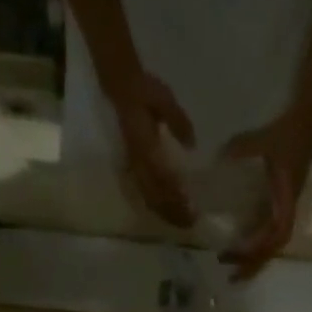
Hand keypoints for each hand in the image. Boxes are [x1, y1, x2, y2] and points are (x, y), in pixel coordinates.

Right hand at [108, 72, 198, 228]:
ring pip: (149, 198)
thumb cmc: (144, 92)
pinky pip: (144, 193)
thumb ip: (178, 122)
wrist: (120, 87)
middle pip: (156, 196)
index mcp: (145, 147)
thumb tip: (192, 145)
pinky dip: (156, 206)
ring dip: (165, 212)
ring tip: (181, 223)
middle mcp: (138, 162)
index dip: (176, 196)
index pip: (162, 179)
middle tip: (190, 223)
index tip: (191, 208)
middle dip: (173, 211)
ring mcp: (134, 167)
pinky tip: (166, 213)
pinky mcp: (133, 168)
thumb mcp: (164, 99)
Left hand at [220, 108, 311, 279]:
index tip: (237, 257)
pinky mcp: (280, 203)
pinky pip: (268, 232)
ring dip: (254, 259)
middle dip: (253, 265)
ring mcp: (284, 207)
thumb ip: (243, 147)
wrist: (310, 118)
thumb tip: (218, 158)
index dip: (258, 249)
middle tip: (230, 277)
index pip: (275, 234)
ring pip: (271, 244)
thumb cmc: (290, 130)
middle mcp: (287, 209)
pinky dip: (255, 244)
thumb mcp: (267, 138)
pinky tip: (240, 248)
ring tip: (233, 269)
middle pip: (273, 248)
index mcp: (287, 200)